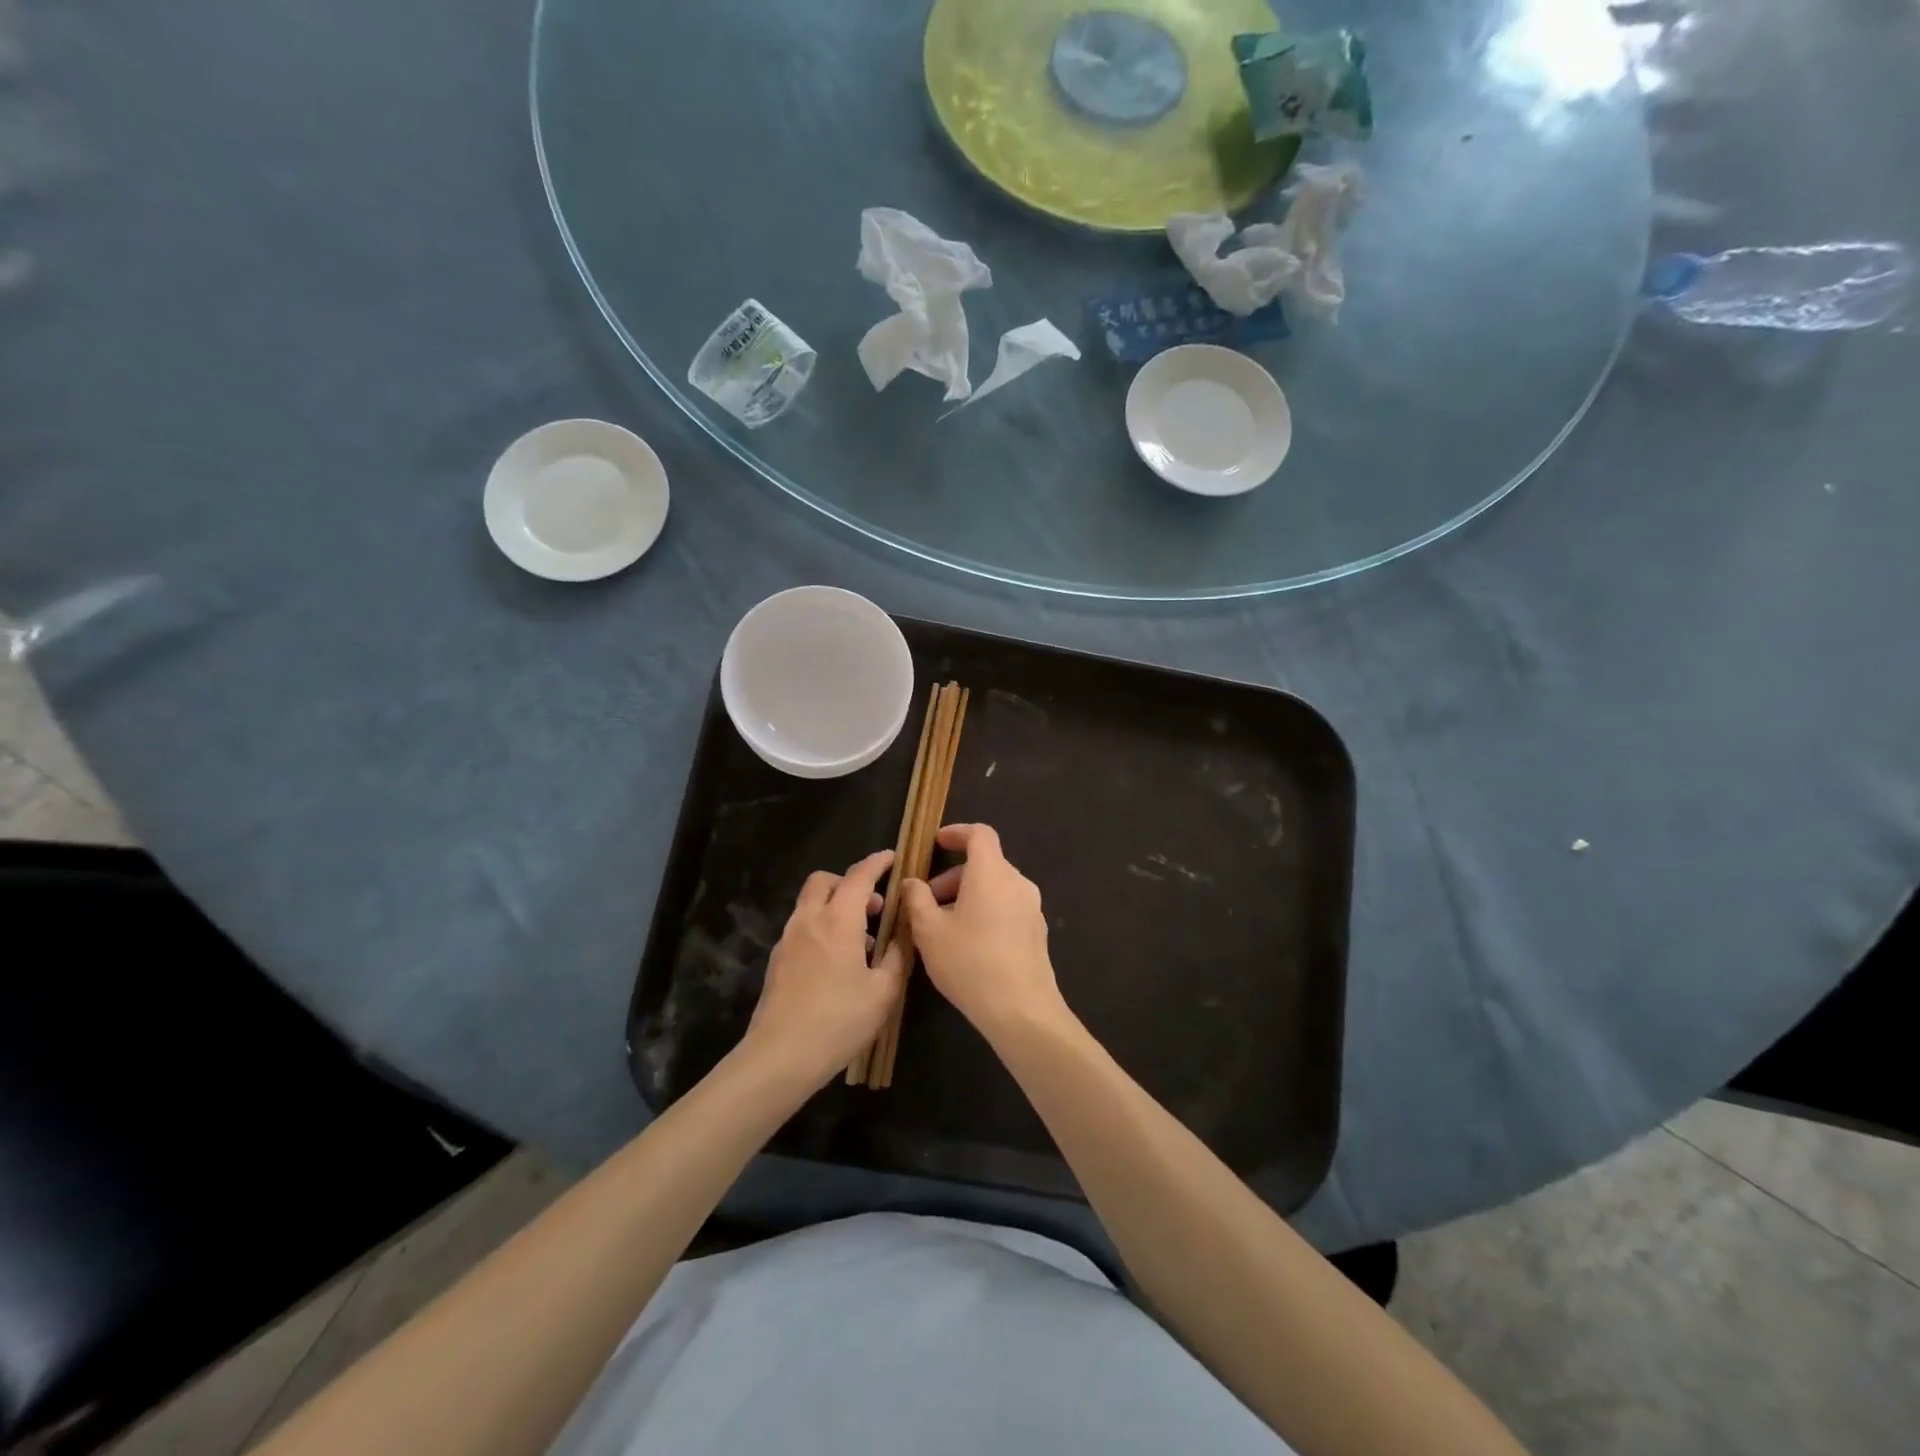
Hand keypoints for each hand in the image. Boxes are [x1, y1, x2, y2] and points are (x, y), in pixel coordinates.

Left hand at [744, 850, 905, 1088]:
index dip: (877, 863)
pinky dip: (821, 928)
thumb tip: (904, 932)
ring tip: (861, 941)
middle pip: (824, 881)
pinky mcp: (777, 961)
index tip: (892, 858)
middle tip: (874, 907)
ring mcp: (788, 940)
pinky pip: (802, 928)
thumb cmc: (839, 1021)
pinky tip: (837, 963)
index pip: (859, 876)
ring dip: (835, 907)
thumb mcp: (883, 991)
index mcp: (838, 920)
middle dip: (849, 882)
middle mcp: (809, 920)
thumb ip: (897, 955)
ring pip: (810, 904)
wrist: (780, 1057)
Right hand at [901, 824, 1068, 1037]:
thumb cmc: (970, 962)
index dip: (957, 833)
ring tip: (943, 927)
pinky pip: (1007, 908)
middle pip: (985, 864)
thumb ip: (917, 899)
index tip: (936, 843)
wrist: (1021, 1010)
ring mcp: (1032, 908)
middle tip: (927, 902)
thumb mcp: (929, 931)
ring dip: (968, 896)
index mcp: (992, 873)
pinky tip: (968, 945)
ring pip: (995, 888)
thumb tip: (912, 882)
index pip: (979, 834)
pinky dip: (986, 912)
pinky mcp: (1037, 932)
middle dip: (953, 877)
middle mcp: (1017, 883)